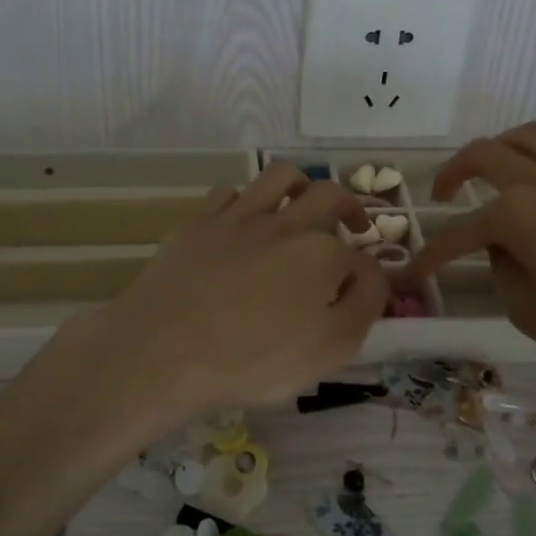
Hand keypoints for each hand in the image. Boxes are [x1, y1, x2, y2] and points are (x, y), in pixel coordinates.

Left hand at [57, 162, 388, 420]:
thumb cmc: (253, 359)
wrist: (164, 350)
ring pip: (279, 177)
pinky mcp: (199, 222)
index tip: (361, 293)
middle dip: (348, 206)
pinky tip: (243, 221)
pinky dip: (244, 201)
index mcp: (322, 254)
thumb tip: (370, 275)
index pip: (360, 258)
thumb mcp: (330, 350)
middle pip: (328, 196)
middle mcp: (286, 224)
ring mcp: (239, 217)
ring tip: (303, 201)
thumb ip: (363, 306)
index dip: (365, 276)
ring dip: (301, 185)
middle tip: (352, 223)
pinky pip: (228, 192)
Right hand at [406, 124, 535, 413]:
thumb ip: (504, 272)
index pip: (460, 231)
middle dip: (452, 173)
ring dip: (498, 150)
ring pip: (527, 136)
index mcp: (520, 213)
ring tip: (491, 176)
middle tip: (441, 196)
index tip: (413, 274)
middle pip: (484, 154)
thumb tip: (501, 248)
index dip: (431, 255)